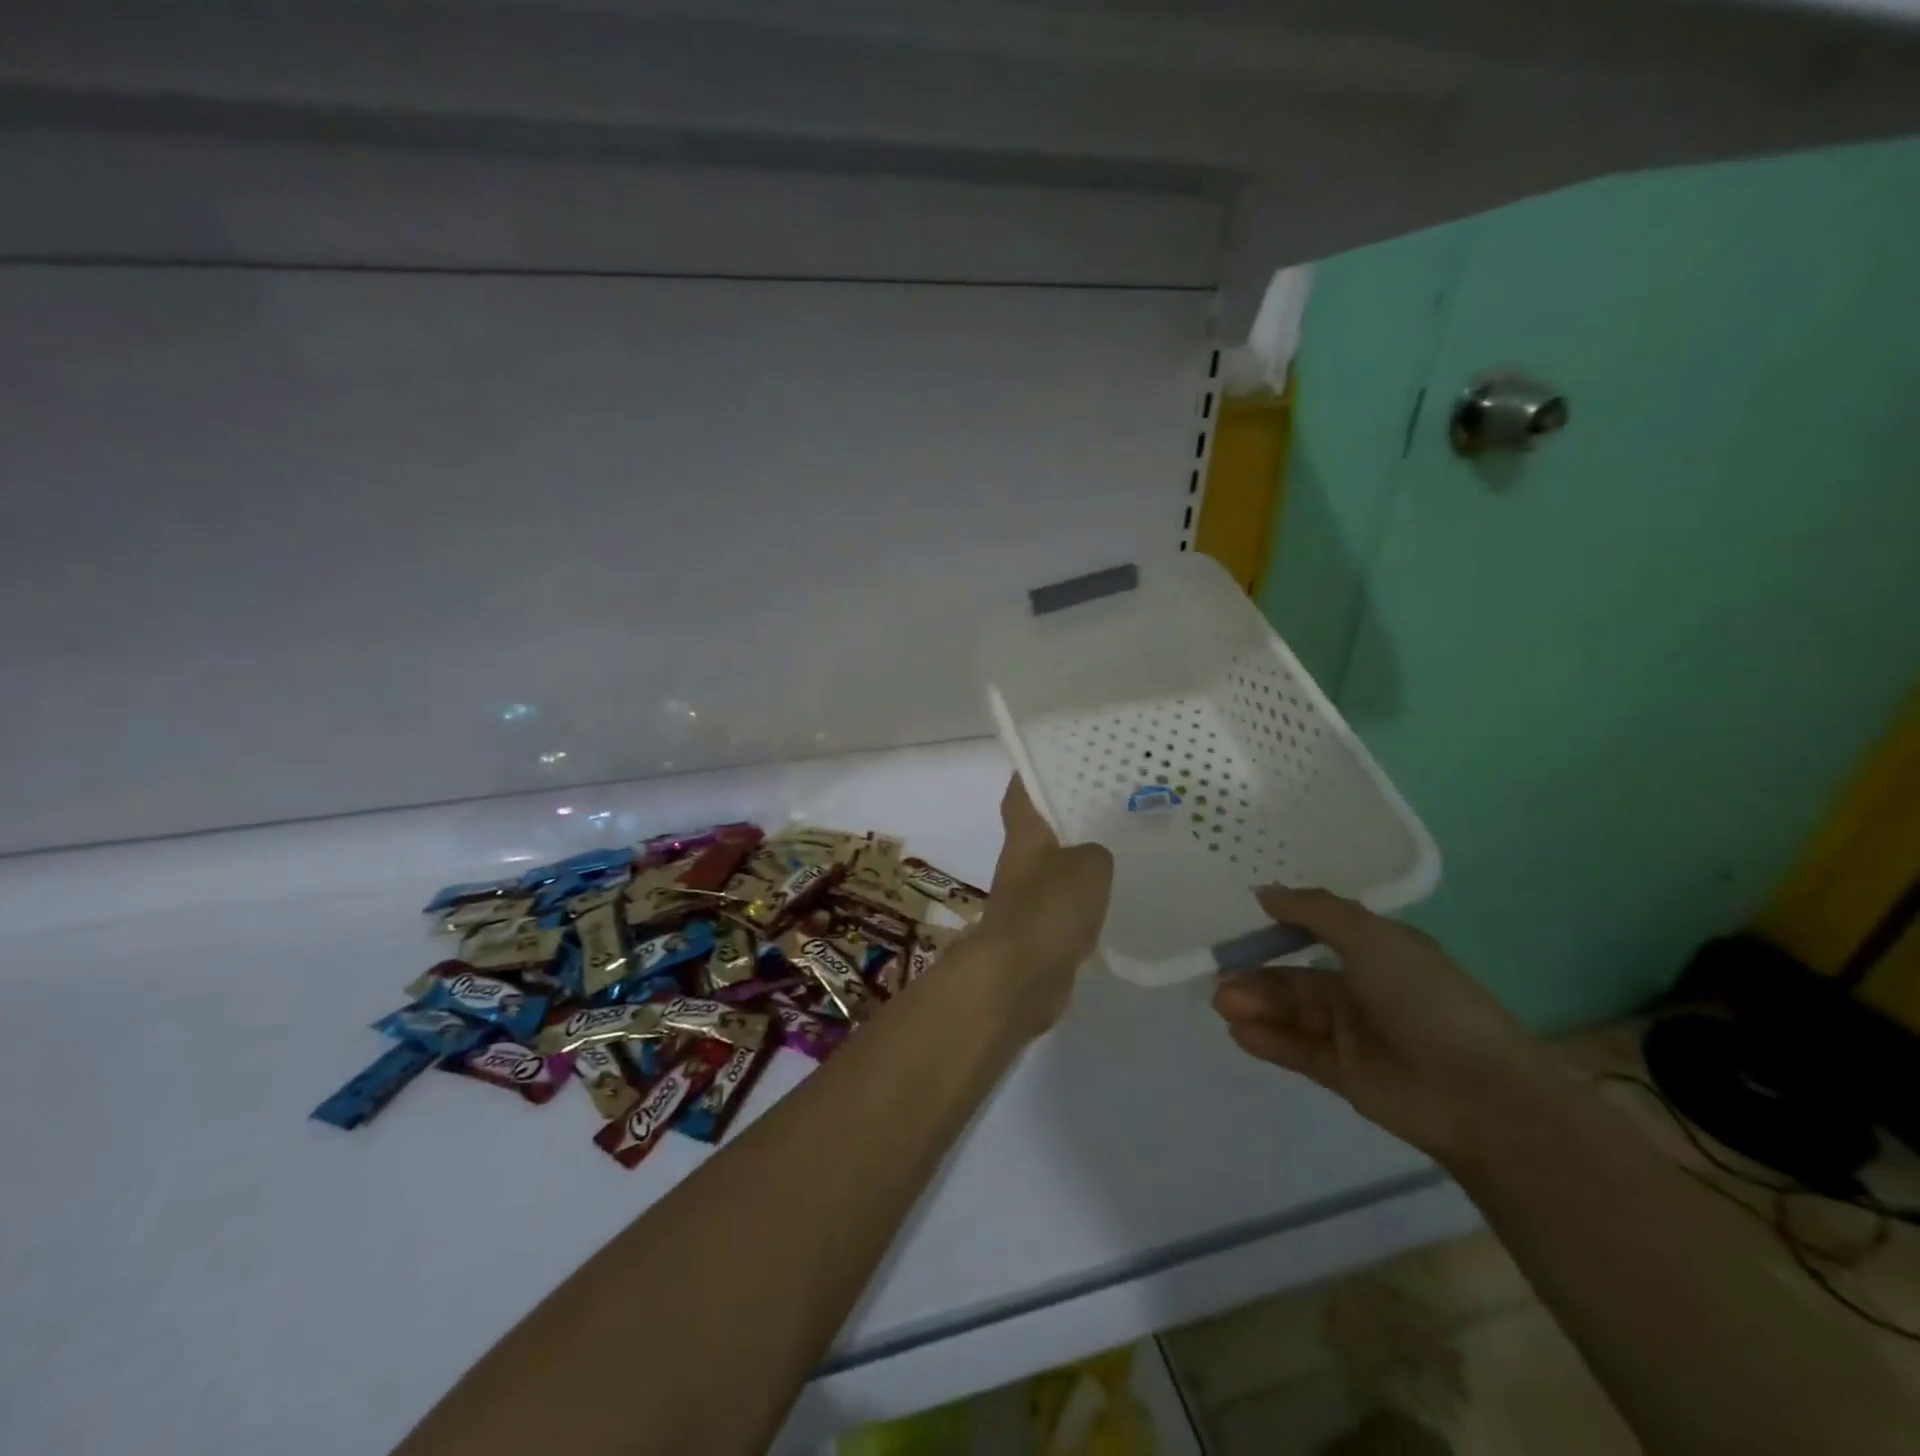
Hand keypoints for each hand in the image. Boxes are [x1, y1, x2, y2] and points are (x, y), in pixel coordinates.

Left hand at [967, 777, 1113, 1033]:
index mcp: (1025, 835)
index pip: (1022, 790)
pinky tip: (1119, 896)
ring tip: (1124, 843)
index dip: (1034, 770)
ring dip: (1082, 857)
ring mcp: (1029, 897)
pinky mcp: (1042, 930)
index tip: (1060, 755)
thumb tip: (1094, 855)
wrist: (1019, 979)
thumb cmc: (1048, 910)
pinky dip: (1088, 899)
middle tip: (1112, 798)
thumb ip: (1096, 850)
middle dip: (1070, 813)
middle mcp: (1022, 861)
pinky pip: (1068, 904)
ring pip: (1058, 865)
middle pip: (1043, 827)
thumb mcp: (1087, 866)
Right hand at [1211, 887, 1567, 1160]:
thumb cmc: (1426, 999)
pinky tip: (1238, 1031)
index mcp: (1378, 952)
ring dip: (1256, 1006)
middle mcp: (1363, 989)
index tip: (1240, 922)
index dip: (1280, 927)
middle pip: (1297, 978)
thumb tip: (1264, 892)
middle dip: (1258, 977)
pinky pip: (1298, 1051)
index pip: (1319, 931)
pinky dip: (1268, 1040)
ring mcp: (1353, 1034)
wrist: (1479, 1094)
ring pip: (1292, 1014)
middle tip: (1219, 977)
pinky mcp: (1345, 1074)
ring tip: (1222, 1003)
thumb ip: (1314, 911)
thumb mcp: (1372, 938)